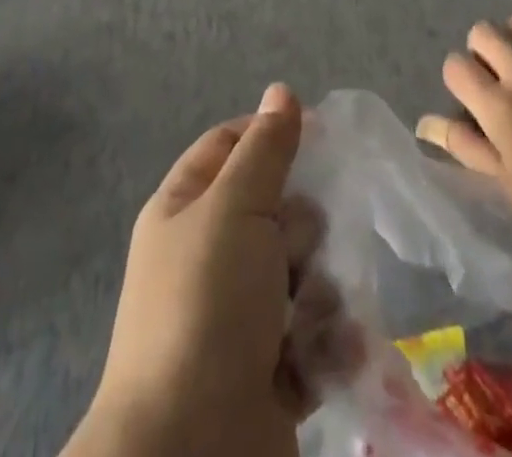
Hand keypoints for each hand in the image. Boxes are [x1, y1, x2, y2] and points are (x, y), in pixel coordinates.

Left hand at [66, 85, 316, 456]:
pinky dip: (324, 345)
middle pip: (274, 212)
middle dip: (298, 229)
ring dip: (316, 292)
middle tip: (294, 250)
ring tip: (308, 315)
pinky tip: (326, 354)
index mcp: (185, 210)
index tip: (320, 134)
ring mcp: (238, 320)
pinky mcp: (269, 375)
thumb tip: (281, 91)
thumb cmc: (207, 305)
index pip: (228, 146)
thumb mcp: (235, 208)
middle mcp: (208, 258)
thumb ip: (265, 149)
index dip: (270, 134)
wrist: (190, 452)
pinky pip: (312, 339)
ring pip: (300, 276)